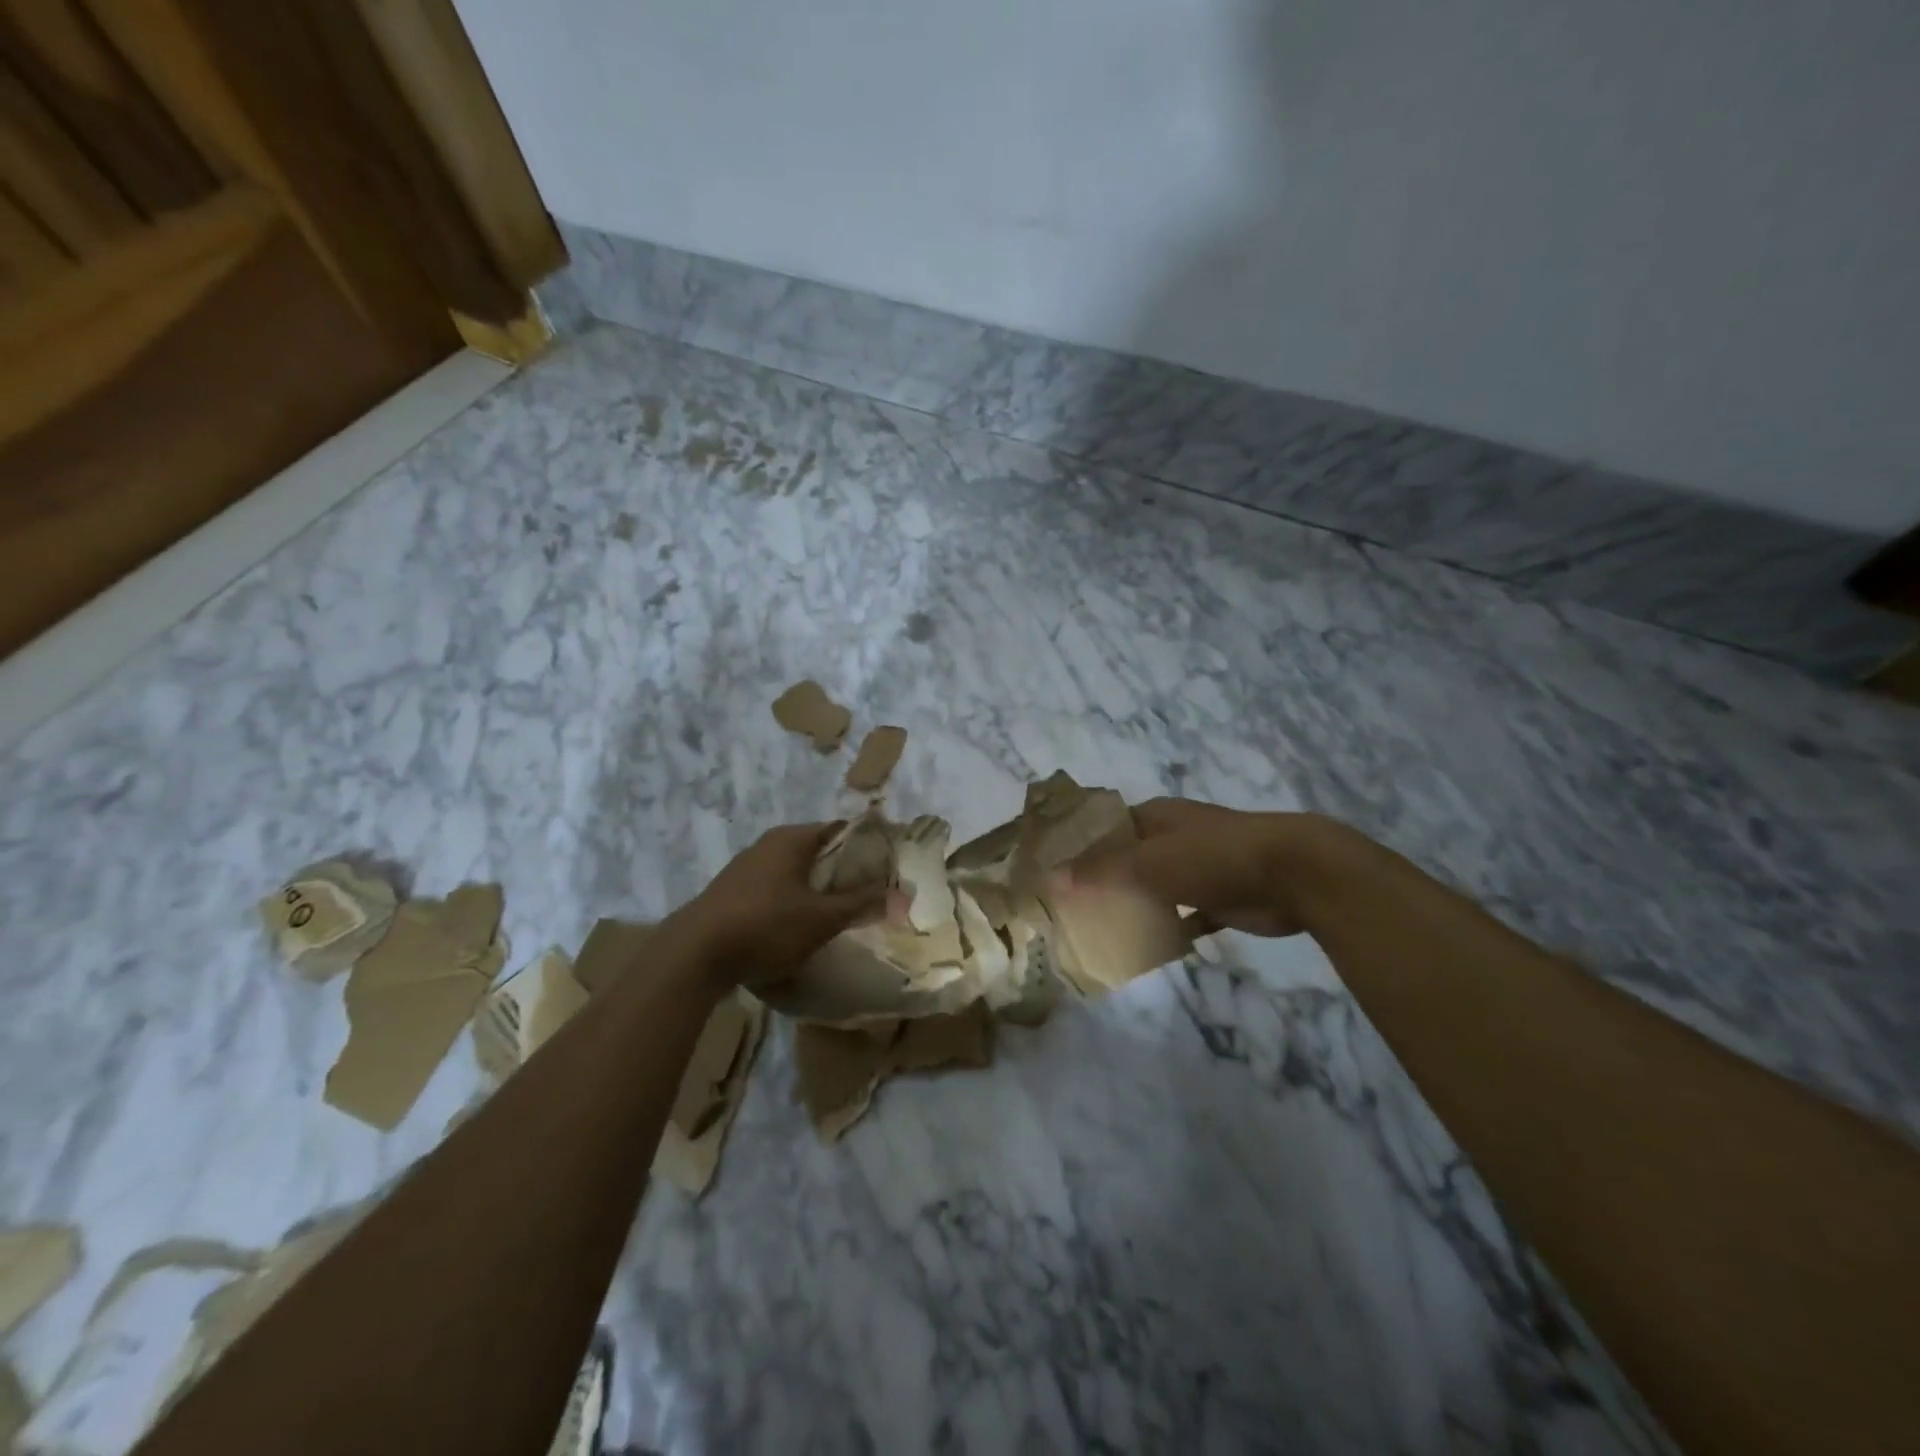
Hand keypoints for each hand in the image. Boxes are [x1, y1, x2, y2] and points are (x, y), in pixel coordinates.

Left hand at [666, 822, 890, 989]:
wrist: (694, 955)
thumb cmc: (766, 925)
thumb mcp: (822, 918)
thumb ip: (861, 903)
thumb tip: (899, 894)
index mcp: (792, 838)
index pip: (842, 830)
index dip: (868, 849)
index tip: (887, 872)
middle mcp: (769, 844)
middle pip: (819, 852)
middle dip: (844, 875)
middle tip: (869, 899)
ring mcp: (747, 868)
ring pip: (796, 874)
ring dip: (818, 892)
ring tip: (839, 917)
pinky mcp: (733, 894)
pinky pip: (775, 892)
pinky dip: (793, 904)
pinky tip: (800, 930)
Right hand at [1063, 798, 1311, 937]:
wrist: (1292, 873)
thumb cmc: (1213, 856)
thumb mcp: (1149, 861)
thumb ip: (1101, 870)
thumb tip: (1052, 878)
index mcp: (1155, 816)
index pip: (1105, 826)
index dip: (1079, 845)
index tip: (1051, 870)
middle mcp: (1174, 837)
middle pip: (1128, 857)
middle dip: (1102, 879)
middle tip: (1069, 908)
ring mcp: (1199, 866)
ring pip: (1155, 886)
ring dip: (1133, 904)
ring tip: (1098, 929)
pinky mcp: (1220, 897)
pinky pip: (1184, 914)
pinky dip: (1168, 928)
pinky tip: (1145, 947)